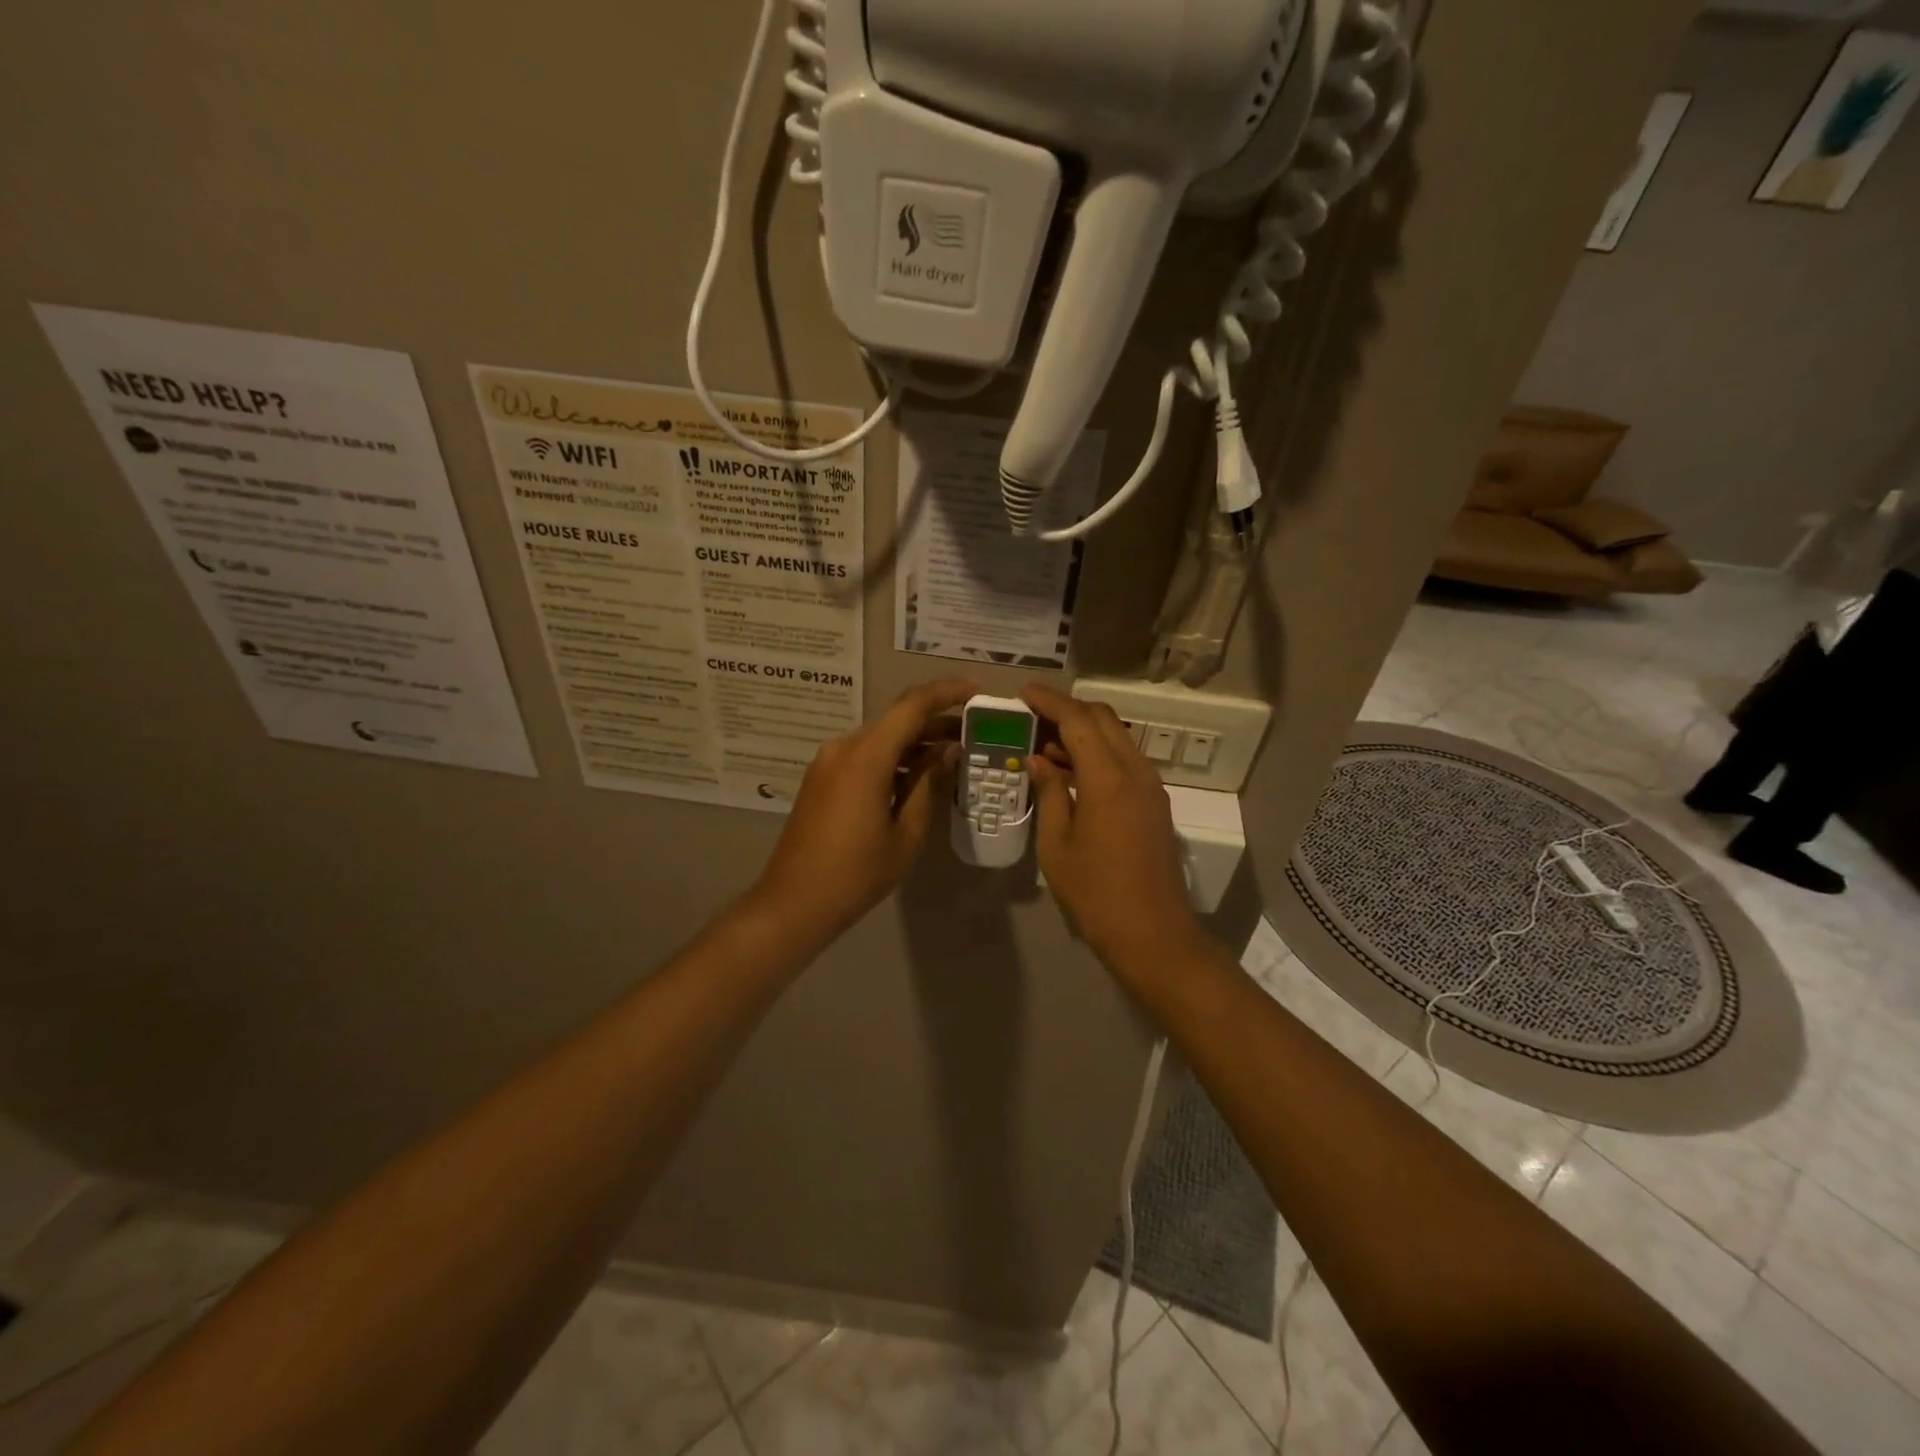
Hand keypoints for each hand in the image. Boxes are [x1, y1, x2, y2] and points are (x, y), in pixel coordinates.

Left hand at [751, 678, 975, 946]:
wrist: (793, 903)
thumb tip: (948, 751)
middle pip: (896, 721)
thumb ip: (928, 785)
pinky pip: (864, 756)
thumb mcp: (906, 833)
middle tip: (973, 732)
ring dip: (915, 743)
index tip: (976, 690)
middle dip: (935, 722)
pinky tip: (918, 776)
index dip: (946, 693)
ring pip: (881, 739)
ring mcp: (828, 763)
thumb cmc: (856, 874)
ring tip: (953, 755)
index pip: (912, 706)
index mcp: (865, 757)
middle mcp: (843, 748)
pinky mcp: (822, 779)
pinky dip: (894, 758)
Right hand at [1021, 682, 1203, 984]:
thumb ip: (1049, 794)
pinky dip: (1098, 752)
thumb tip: (1039, 761)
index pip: (1078, 720)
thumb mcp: (1057, 845)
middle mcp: (1136, 771)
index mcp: (1108, 779)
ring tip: (1044, 743)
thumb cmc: (1095, 893)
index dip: (1049, 701)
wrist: (1152, 933)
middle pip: (1102, 719)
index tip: (1022, 692)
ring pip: (1116, 737)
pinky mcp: (1155, 802)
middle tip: (1031, 716)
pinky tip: (1071, 771)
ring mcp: (1151, 786)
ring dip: (1083, 731)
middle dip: (1067, 709)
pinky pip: (1125, 760)